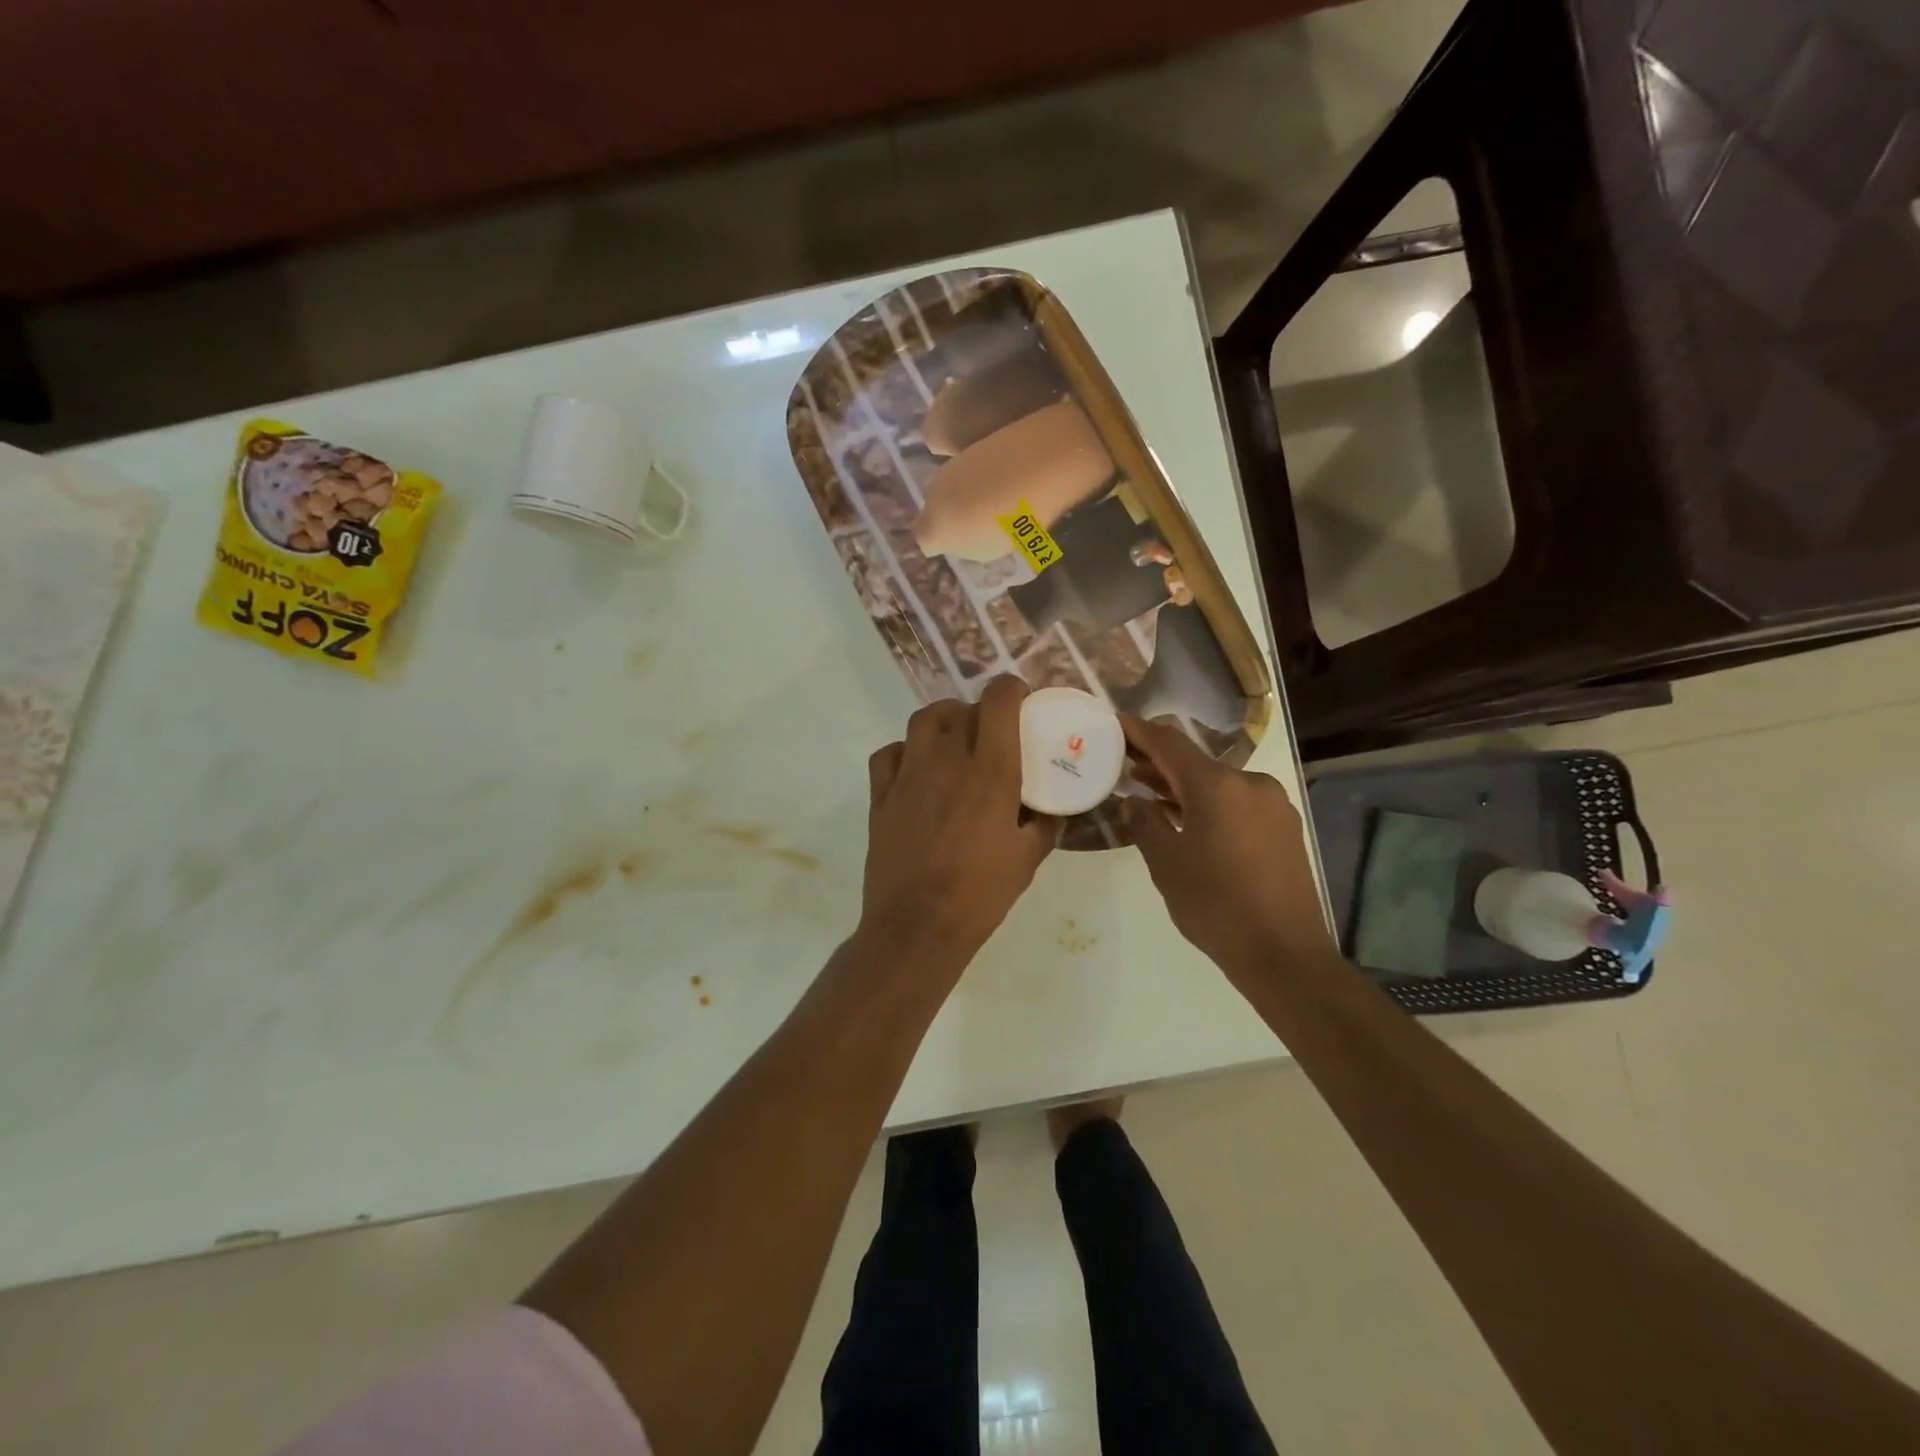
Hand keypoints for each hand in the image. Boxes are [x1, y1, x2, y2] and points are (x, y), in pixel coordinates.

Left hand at [860, 676, 1058, 965]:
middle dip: (982, 712)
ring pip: (924, 720)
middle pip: (963, 708)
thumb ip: (1047, 823)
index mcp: (991, 770)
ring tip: (955, 743)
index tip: (1022, 703)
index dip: (1012, 690)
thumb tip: (1056, 806)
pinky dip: (906, 751)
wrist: (918, 926)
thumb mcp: (1030, 858)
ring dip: (944, 721)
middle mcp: (948, 759)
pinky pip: (890, 753)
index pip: (999, 699)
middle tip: (994, 736)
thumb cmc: (981, 894)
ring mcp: (909, 774)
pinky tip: (917, 770)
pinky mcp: (881, 795)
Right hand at [1122, 714, 1333, 978]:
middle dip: (1159, 763)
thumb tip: (1135, 801)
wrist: (1284, 953)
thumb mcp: (1166, 864)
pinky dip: (1210, 803)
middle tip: (1125, 765)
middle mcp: (1250, 782)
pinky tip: (1190, 820)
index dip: (1140, 731)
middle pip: (1196, 761)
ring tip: (1150, 795)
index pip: (1170, 742)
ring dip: (1184, 786)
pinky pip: (1238, 802)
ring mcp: (1273, 804)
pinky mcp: (1285, 826)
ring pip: (1218, 783)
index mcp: (1217, 785)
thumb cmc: (1215, 906)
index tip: (1116, 722)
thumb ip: (1145, 823)